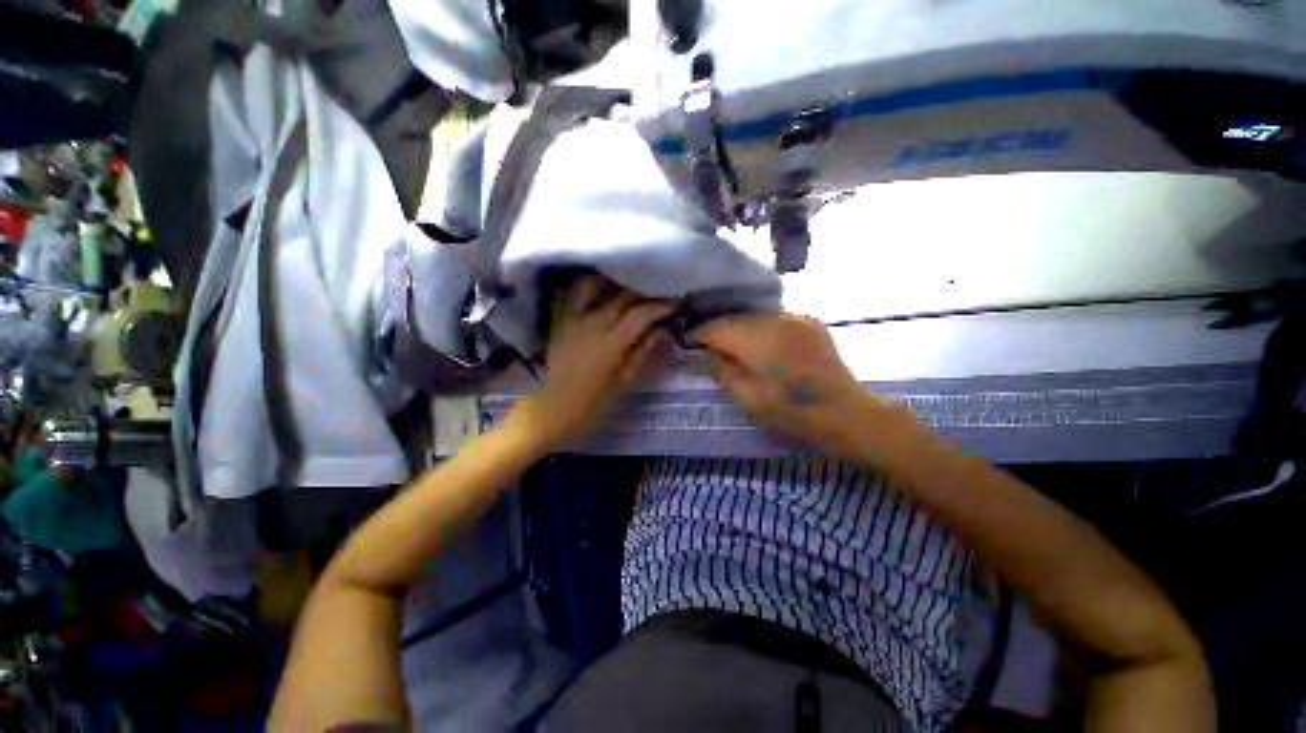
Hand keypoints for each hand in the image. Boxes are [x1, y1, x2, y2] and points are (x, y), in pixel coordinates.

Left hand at [509, 278, 672, 450]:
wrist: (553, 409)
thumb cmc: (593, 402)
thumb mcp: (624, 381)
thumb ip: (642, 352)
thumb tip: (661, 330)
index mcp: (611, 341)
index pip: (641, 313)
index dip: (661, 305)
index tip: (675, 303)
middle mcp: (592, 322)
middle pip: (621, 295)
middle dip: (643, 292)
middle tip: (658, 294)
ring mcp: (573, 319)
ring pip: (593, 286)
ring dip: (613, 282)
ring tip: (627, 286)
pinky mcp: (560, 321)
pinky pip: (571, 295)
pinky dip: (586, 287)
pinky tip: (598, 290)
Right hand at [695, 314, 911, 456]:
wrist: (847, 414)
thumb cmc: (792, 413)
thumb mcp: (747, 398)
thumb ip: (718, 370)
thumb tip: (691, 352)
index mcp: (757, 339)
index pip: (714, 327)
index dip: (696, 335)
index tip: (685, 347)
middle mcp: (775, 319)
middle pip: (732, 318)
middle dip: (716, 332)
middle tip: (707, 351)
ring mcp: (795, 317)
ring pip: (752, 317)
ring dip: (738, 330)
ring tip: (732, 349)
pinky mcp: (808, 321)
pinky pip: (773, 319)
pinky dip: (760, 329)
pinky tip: (760, 346)